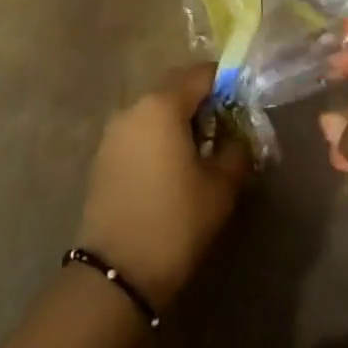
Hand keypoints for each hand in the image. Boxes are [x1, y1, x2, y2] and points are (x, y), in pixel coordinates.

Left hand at [76, 63, 251, 309]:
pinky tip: (171, 167)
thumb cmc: (175, 222)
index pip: (201, 74)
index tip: (243, 102)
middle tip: (224, 126)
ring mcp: (114, 130)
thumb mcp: (220, 187)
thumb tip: (240, 137)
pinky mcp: (103, 154)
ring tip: (199, 149)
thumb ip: (236, 151)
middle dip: (201, 99)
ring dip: (177, 119)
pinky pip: (138, 130)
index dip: (226, 82)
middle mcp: (135, 106)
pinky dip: (157, 136)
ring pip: (154, 109)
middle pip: (175, 87)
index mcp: (163, 104)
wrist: (115, 274)